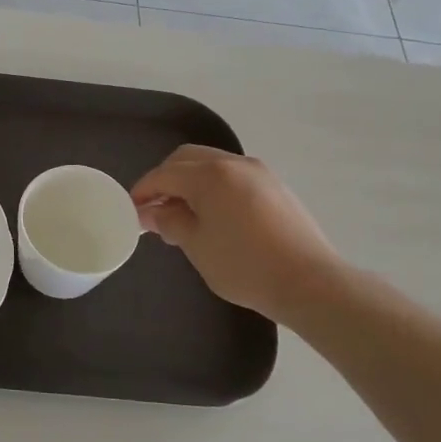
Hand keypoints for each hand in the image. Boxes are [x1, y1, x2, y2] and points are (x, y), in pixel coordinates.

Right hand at [131, 146, 347, 324]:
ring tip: (183, 215)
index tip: (131, 209)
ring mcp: (259, 173)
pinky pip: (232, 176)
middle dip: (165, 179)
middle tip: (154, 208)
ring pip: (212, 165)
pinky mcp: (275, 187)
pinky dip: (213, 187)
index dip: (143, 190)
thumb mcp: (196, 246)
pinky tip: (212, 216)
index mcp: (210, 174)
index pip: (164, 174)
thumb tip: (153, 212)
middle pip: (187, 159)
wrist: (310, 282)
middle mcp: (234, 163)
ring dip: (190, 182)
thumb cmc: (244, 265)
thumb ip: (170, 222)